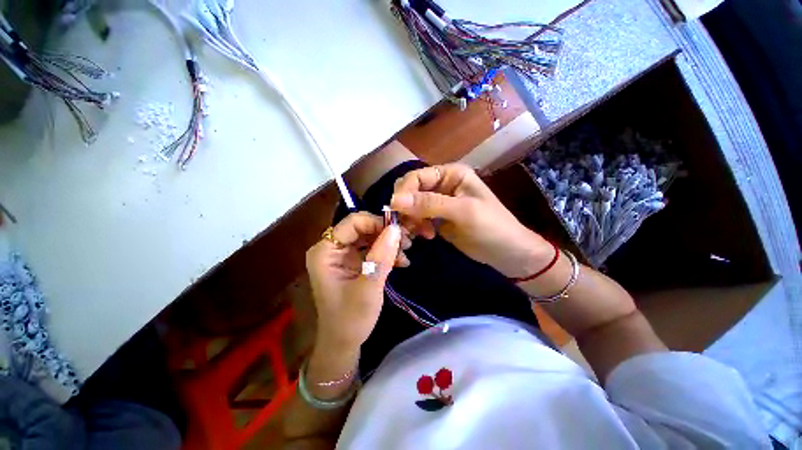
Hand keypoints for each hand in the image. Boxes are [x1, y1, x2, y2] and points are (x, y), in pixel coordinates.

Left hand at [306, 212, 402, 352]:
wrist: (344, 342)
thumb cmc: (350, 318)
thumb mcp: (369, 287)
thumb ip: (382, 257)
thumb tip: (396, 228)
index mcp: (325, 251)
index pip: (352, 223)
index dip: (377, 223)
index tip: (399, 232)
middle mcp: (332, 248)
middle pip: (362, 228)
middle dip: (385, 233)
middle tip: (407, 241)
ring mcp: (343, 255)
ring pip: (369, 237)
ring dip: (389, 243)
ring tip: (406, 252)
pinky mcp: (353, 263)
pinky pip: (371, 249)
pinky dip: (386, 253)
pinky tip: (401, 261)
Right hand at [390, 163, 551, 277]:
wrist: (507, 253)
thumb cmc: (491, 227)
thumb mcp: (462, 212)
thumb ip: (429, 204)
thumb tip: (394, 200)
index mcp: (450, 174)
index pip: (417, 177)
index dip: (404, 191)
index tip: (394, 210)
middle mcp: (442, 185)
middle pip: (411, 191)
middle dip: (406, 207)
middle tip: (410, 225)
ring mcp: (438, 203)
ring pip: (411, 207)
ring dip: (411, 220)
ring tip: (423, 234)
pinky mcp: (436, 219)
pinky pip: (417, 219)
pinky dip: (416, 227)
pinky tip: (426, 236)